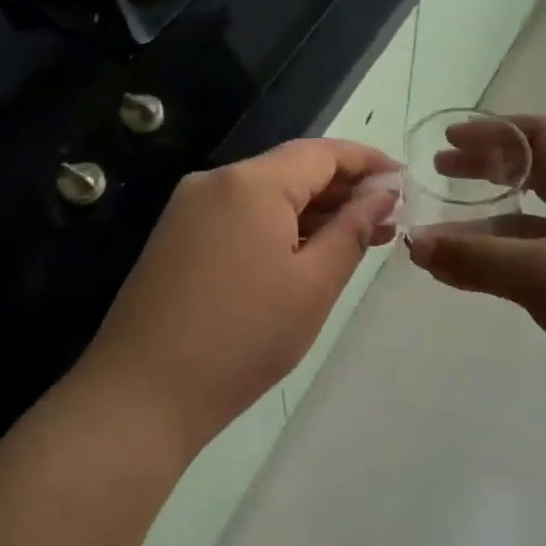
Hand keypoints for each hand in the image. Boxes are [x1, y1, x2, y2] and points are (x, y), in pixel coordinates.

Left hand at [75, 139, 398, 455]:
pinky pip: (239, 216)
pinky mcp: (177, 236)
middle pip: (292, 169)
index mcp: (251, 182)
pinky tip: (305, 253)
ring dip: (312, 211)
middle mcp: (216, 181)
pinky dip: (277, 227)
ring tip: (357, 239)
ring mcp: (190, 208)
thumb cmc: (243, 339)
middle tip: (387, 220)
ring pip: (265, 194)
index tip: (404, 181)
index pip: (322, 152)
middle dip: (342, 189)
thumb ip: (352, 229)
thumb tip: (383, 193)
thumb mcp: (313, 284)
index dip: (367, 161)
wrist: (142, 394)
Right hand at [407, 115, 545, 443]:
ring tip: (431, 240)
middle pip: (533, 177)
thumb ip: (477, 258)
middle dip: (485, 171)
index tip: (450, 139)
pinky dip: (493, 268)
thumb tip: (412, 243)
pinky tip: (458, 278)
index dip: (495, 132)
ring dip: (480, 229)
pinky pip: (531, 271)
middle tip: (439, 173)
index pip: (542, 137)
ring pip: (527, 230)